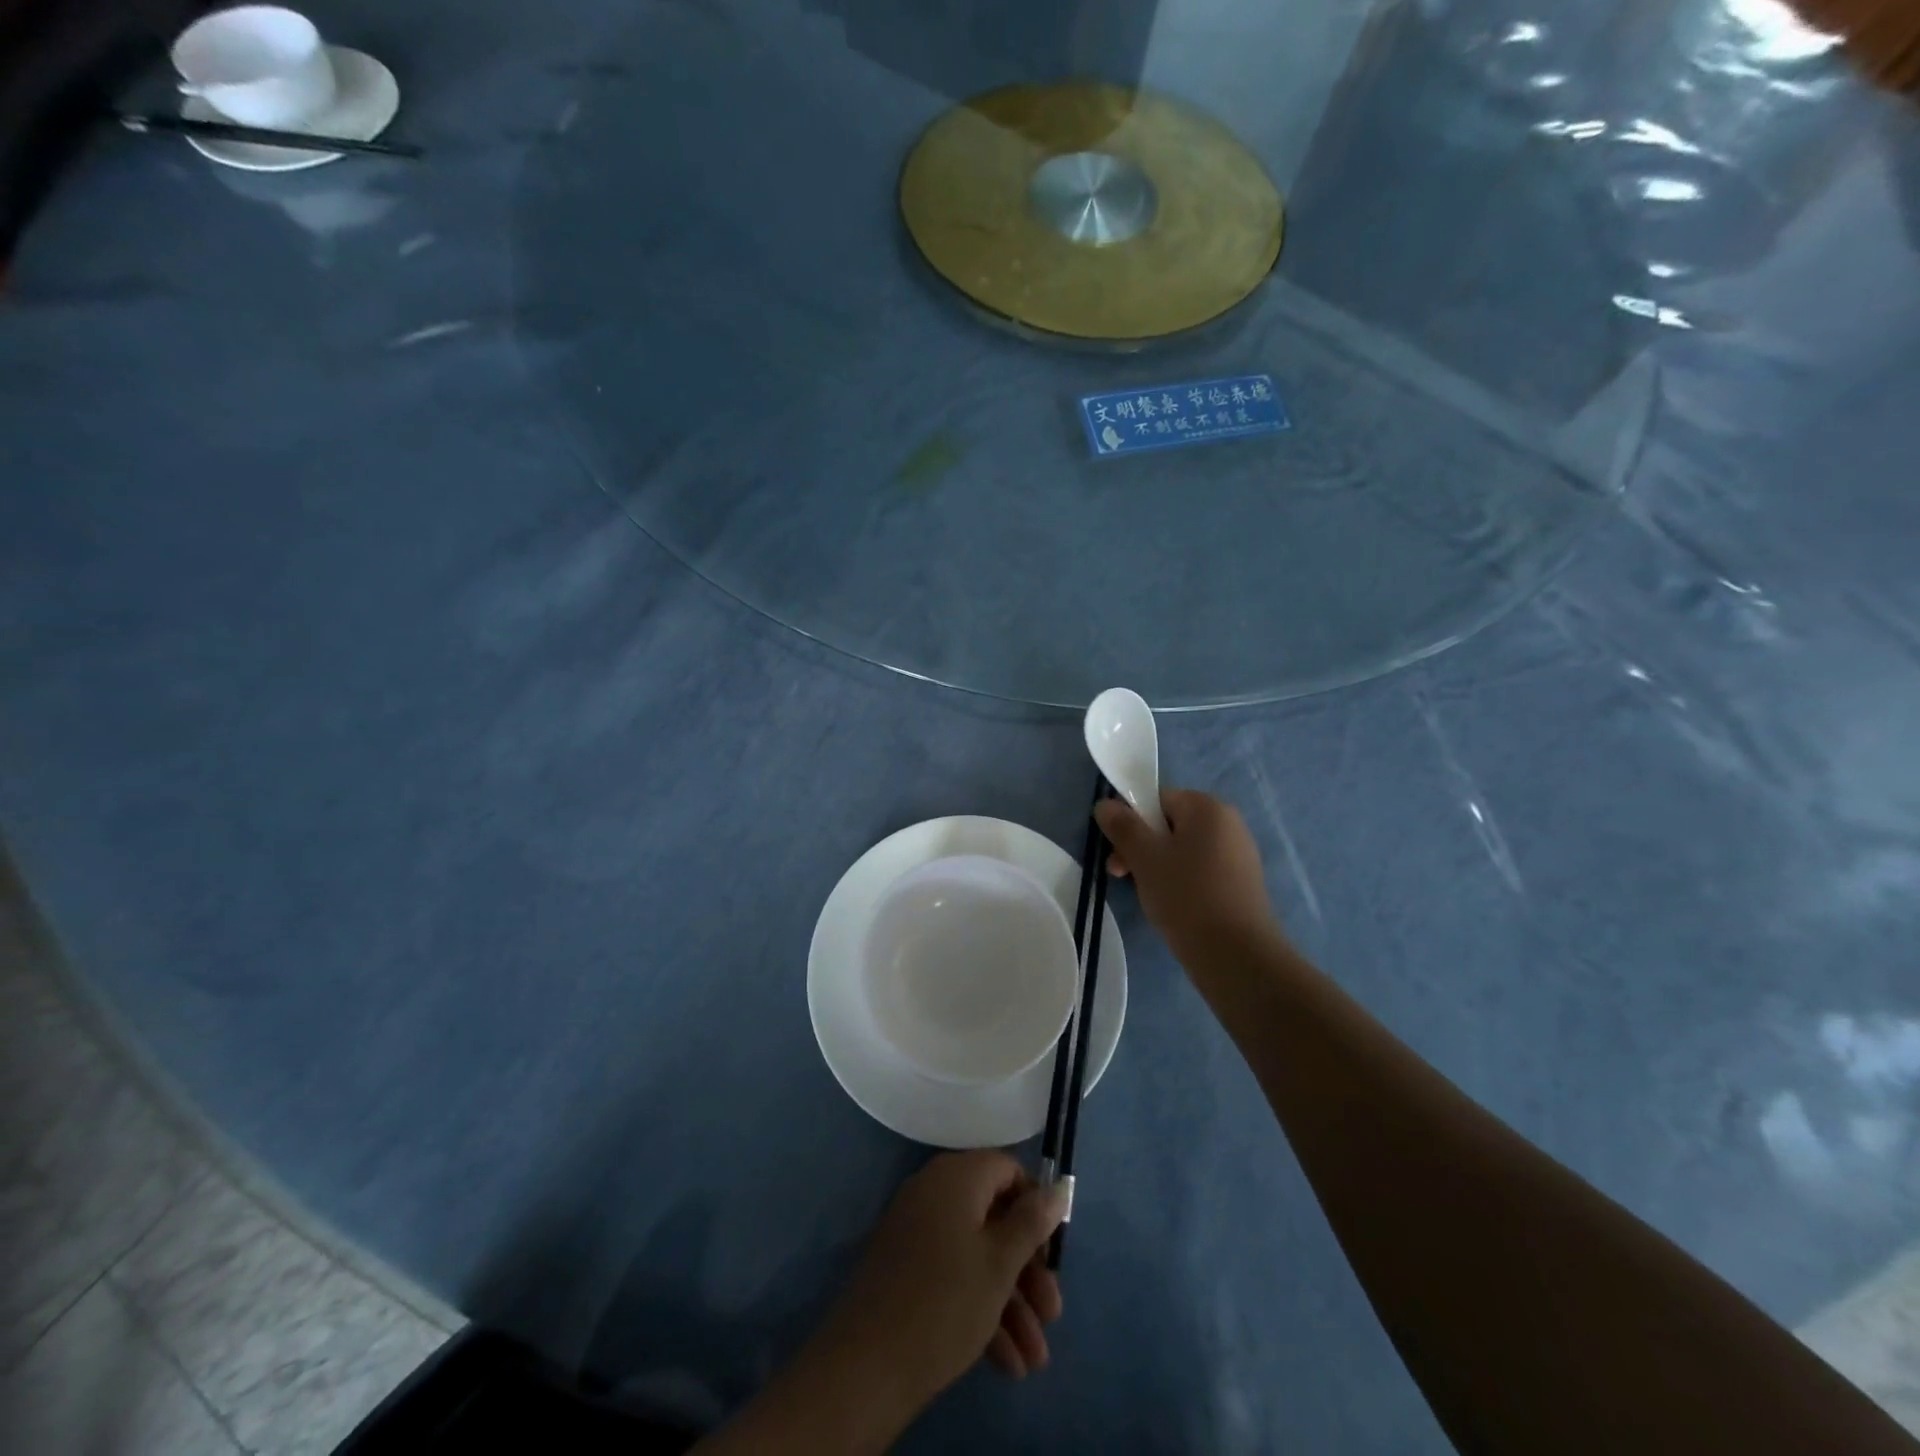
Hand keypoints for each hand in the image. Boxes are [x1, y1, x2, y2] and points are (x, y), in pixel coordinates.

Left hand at [814, 1152, 1067, 1408]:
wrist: (866, 1364)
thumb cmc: (945, 1301)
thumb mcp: (1000, 1263)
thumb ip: (1033, 1222)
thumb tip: (1060, 1185)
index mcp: (957, 1175)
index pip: (1007, 1170)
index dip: (1035, 1207)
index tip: (1053, 1252)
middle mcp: (935, 1191)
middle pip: (994, 1217)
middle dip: (1028, 1270)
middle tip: (1051, 1315)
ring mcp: (917, 1230)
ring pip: (976, 1254)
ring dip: (1010, 1302)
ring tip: (1035, 1360)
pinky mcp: (906, 1268)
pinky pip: (953, 1274)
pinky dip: (980, 1309)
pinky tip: (1006, 1363)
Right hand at [1095, 788, 1281, 962]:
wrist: (1236, 955)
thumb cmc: (1186, 896)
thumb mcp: (1144, 858)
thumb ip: (1122, 826)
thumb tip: (1105, 803)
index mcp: (1207, 807)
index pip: (1157, 799)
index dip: (1131, 821)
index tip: (1117, 852)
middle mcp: (1228, 823)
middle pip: (1170, 824)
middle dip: (1141, 846)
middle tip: (1122, 876)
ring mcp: (1238, 854)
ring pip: (1183, 850)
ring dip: (1157, 866)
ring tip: (1146, 895)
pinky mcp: (1241, 883)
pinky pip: (1200, 870)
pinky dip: (1181, 881)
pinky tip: (1172, 906)